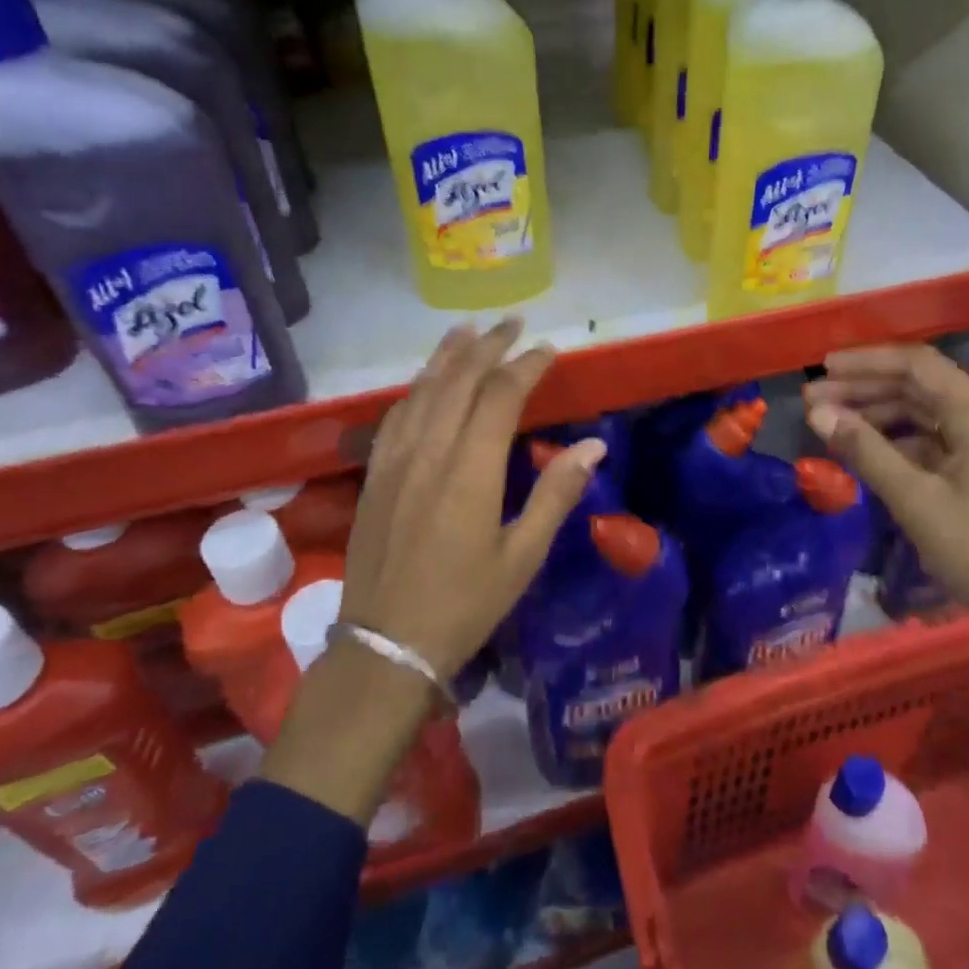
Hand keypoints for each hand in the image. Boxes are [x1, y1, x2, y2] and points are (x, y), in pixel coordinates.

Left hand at [263, 318, 605, 821]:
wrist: (386, 645)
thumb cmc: (465, 605)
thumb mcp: (522, 556)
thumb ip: (556, 494)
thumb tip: (594, 445)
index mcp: (470, 471)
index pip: (500, 396)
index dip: (526, 366)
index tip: (549, 350)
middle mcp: (429, 452)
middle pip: (459, 381)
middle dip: (488, 346)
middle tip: (513, 323)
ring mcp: (395, 461)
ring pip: (422, 391)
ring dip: (448, 357)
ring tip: (468, 330)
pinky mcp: (375, 475)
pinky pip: (395, 416)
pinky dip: (417, 388)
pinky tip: (425, 382)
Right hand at [802, 345, 968, 708]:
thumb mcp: (915, 500)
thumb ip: (865, 450)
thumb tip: (817, 413)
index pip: (916, 364)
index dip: (866, 361)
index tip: (822, 368)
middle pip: (917, 385)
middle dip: (863, 389)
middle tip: (812, 401)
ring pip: (922, 411)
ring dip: (876, 413)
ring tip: (828, 423)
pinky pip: (931, 438)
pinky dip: (895, 439)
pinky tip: (861, 450)